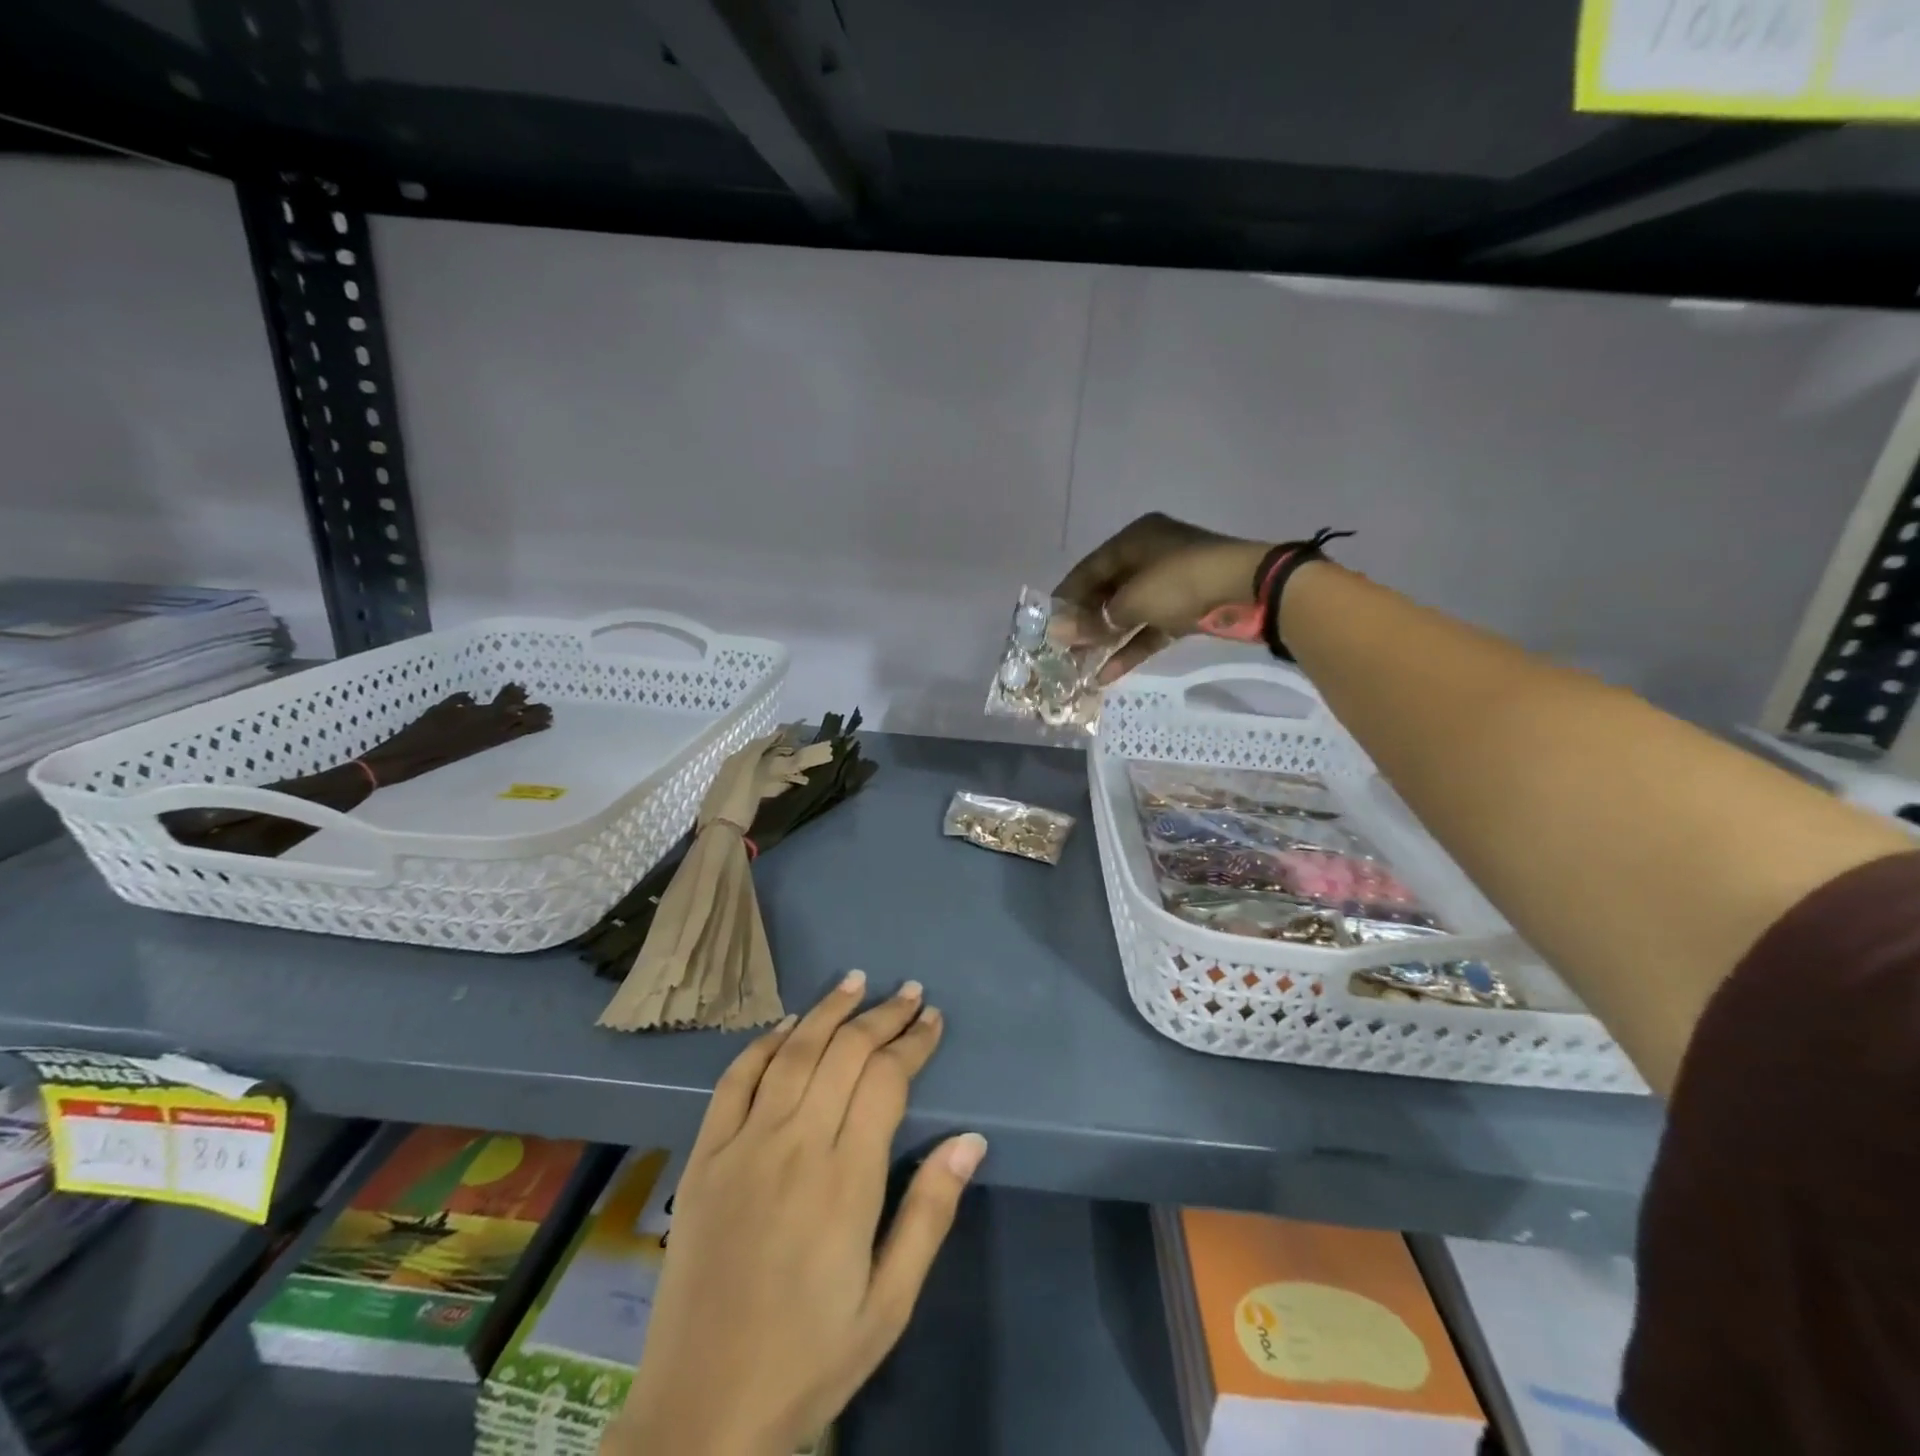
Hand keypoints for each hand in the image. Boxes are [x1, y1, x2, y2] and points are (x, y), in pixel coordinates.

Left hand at [607, 972, 984, 1455]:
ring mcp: (743, 1145)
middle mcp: (795, 1144)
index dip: (913, 1041)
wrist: (701, 1413)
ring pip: (792, 1052)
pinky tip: (786, 1025)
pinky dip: (762, 1044)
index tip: (932, 1019)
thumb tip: (970, 1140)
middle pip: (844, 1053)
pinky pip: (734, 1081)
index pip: (887, 1080)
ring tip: (855, 981)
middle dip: (881, 1015)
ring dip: (827, 1011)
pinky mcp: (704, 1156)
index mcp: (846, 1179)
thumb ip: (929, 1214)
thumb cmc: (809, 1359)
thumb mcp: (889, 1304)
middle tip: (908, 992)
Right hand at [1054, 513, 1270, 681]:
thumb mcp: (1133, 600)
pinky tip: (1107, 674)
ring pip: (1128, 614)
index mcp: (1135, 540)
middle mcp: (1149, 557)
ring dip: (1105, 639)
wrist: (1249, 590)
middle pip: (1108, 592)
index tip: (1047, 623)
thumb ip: (1095, 619)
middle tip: (1062, 649)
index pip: (1089, 569)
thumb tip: (1057, 633)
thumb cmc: (1182, 581)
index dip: (1067, 596)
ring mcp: (1169, 585)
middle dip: (1085, 622)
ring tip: (1079, 665)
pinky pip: (1149, 629)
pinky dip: (1131, 648)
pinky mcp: (1185, 610)